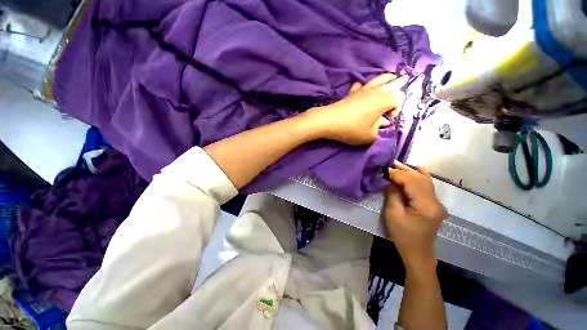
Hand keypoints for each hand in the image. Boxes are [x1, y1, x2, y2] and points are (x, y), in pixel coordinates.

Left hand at [304, 73, 407, 145]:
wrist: (329, 121)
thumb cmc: (352, 129)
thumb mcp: (370, 136)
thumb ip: (379, 130)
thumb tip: (382, 123)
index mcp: (385, 100)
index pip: (400, 98)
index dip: (397, 108)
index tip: (387, 119)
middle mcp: (376, 91)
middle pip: (393, 82)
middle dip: (399, 83)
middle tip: (404, 80)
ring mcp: (363, 89)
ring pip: (379, 78)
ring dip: (386, 78)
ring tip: (390, 78)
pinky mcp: (351, 92)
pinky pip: (361, 85)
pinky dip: (365, 86)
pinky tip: (363, 89)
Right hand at [383, 160, 447, 271]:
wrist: (417, 253)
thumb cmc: (403, 235)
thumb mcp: (393, 214)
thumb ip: (393, 194)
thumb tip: (390, 180)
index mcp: (426, 205)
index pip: (411, 181)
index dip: (396, 174)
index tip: (383, 169)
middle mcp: (435, 201)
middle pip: (420, 178)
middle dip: (403, 169)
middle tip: (389, 163)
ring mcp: (437, 202)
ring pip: (425, 180)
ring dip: (410, 171)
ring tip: (397, 164)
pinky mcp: (434, 204)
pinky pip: (427, 185)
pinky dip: (417, 176)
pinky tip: (411, 171)